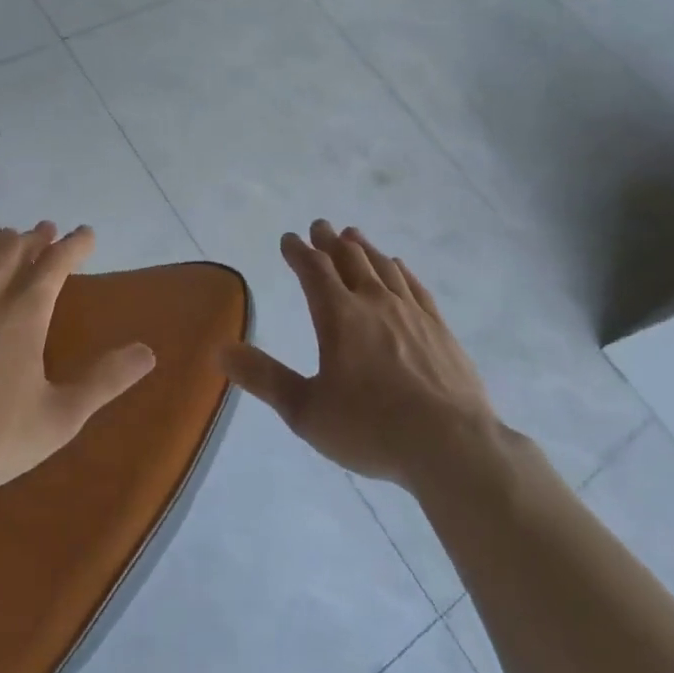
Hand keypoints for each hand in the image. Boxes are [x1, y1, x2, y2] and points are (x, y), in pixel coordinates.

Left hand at [0, 223, 157, 499]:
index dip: (74, 246)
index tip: (87, 234)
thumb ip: (105, 381)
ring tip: (7, 236)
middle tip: (47, 228)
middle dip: (35, 238)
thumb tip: (148, 352)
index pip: (55, 266)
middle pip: (13, 254)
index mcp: (24, 315)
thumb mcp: (61, 417)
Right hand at [223, 220, 495, 489]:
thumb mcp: (306, 411)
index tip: (289, 238)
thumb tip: (222, 350)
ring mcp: (411, 312)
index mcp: (339, 316)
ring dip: (364, 248)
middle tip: (320, 226)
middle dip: (330, 241)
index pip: (313, 269)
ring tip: (353, 236)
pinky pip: (414, 286)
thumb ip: (265, 378)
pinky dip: (400, 270)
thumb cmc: (371, 428)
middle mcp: (374, 302)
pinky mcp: (440, 328)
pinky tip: (398, 267)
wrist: (452, 446)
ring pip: (383, 266)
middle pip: (349, 258)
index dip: (298, 251)